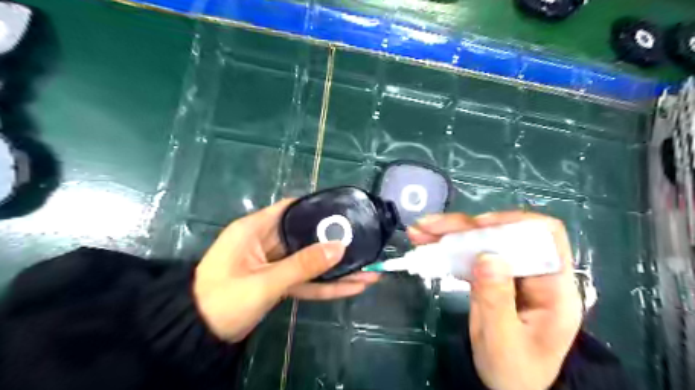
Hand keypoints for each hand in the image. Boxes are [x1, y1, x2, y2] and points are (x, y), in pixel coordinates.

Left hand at [192, 200, 382, 342]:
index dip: (317, 207)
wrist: (198, 337)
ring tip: (369, 271)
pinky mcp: (278, 282)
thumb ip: (302, 265)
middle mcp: (266, 241)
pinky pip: (305, 280)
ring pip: (310, 261)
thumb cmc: (223, 300)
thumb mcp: (264, 282)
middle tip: (365, 243)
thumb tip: (339, 247)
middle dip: (335, 243)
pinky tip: (352, 287)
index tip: (344, 210)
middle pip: (306, 236)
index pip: (291, 208)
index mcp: (255, 229)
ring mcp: (274, 264)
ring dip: (336, 269)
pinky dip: (326, 285)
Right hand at [408, 213, 581, 389]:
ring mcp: (510, 272)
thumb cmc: (514, 371)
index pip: (545, 235)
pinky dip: (446, 247)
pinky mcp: (491, 275)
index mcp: (553, 287)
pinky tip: (425, 243)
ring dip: (448, 233)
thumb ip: (496, 300)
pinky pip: (469, 254)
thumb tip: (488, 255)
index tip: (476, 227)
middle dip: (464, 227)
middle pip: (503, 233)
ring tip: (419, 232)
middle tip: (429, 227)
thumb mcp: (503, 342)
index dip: (512, 223)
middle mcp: (533, 271)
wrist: (511, 388)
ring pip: (481, 240)